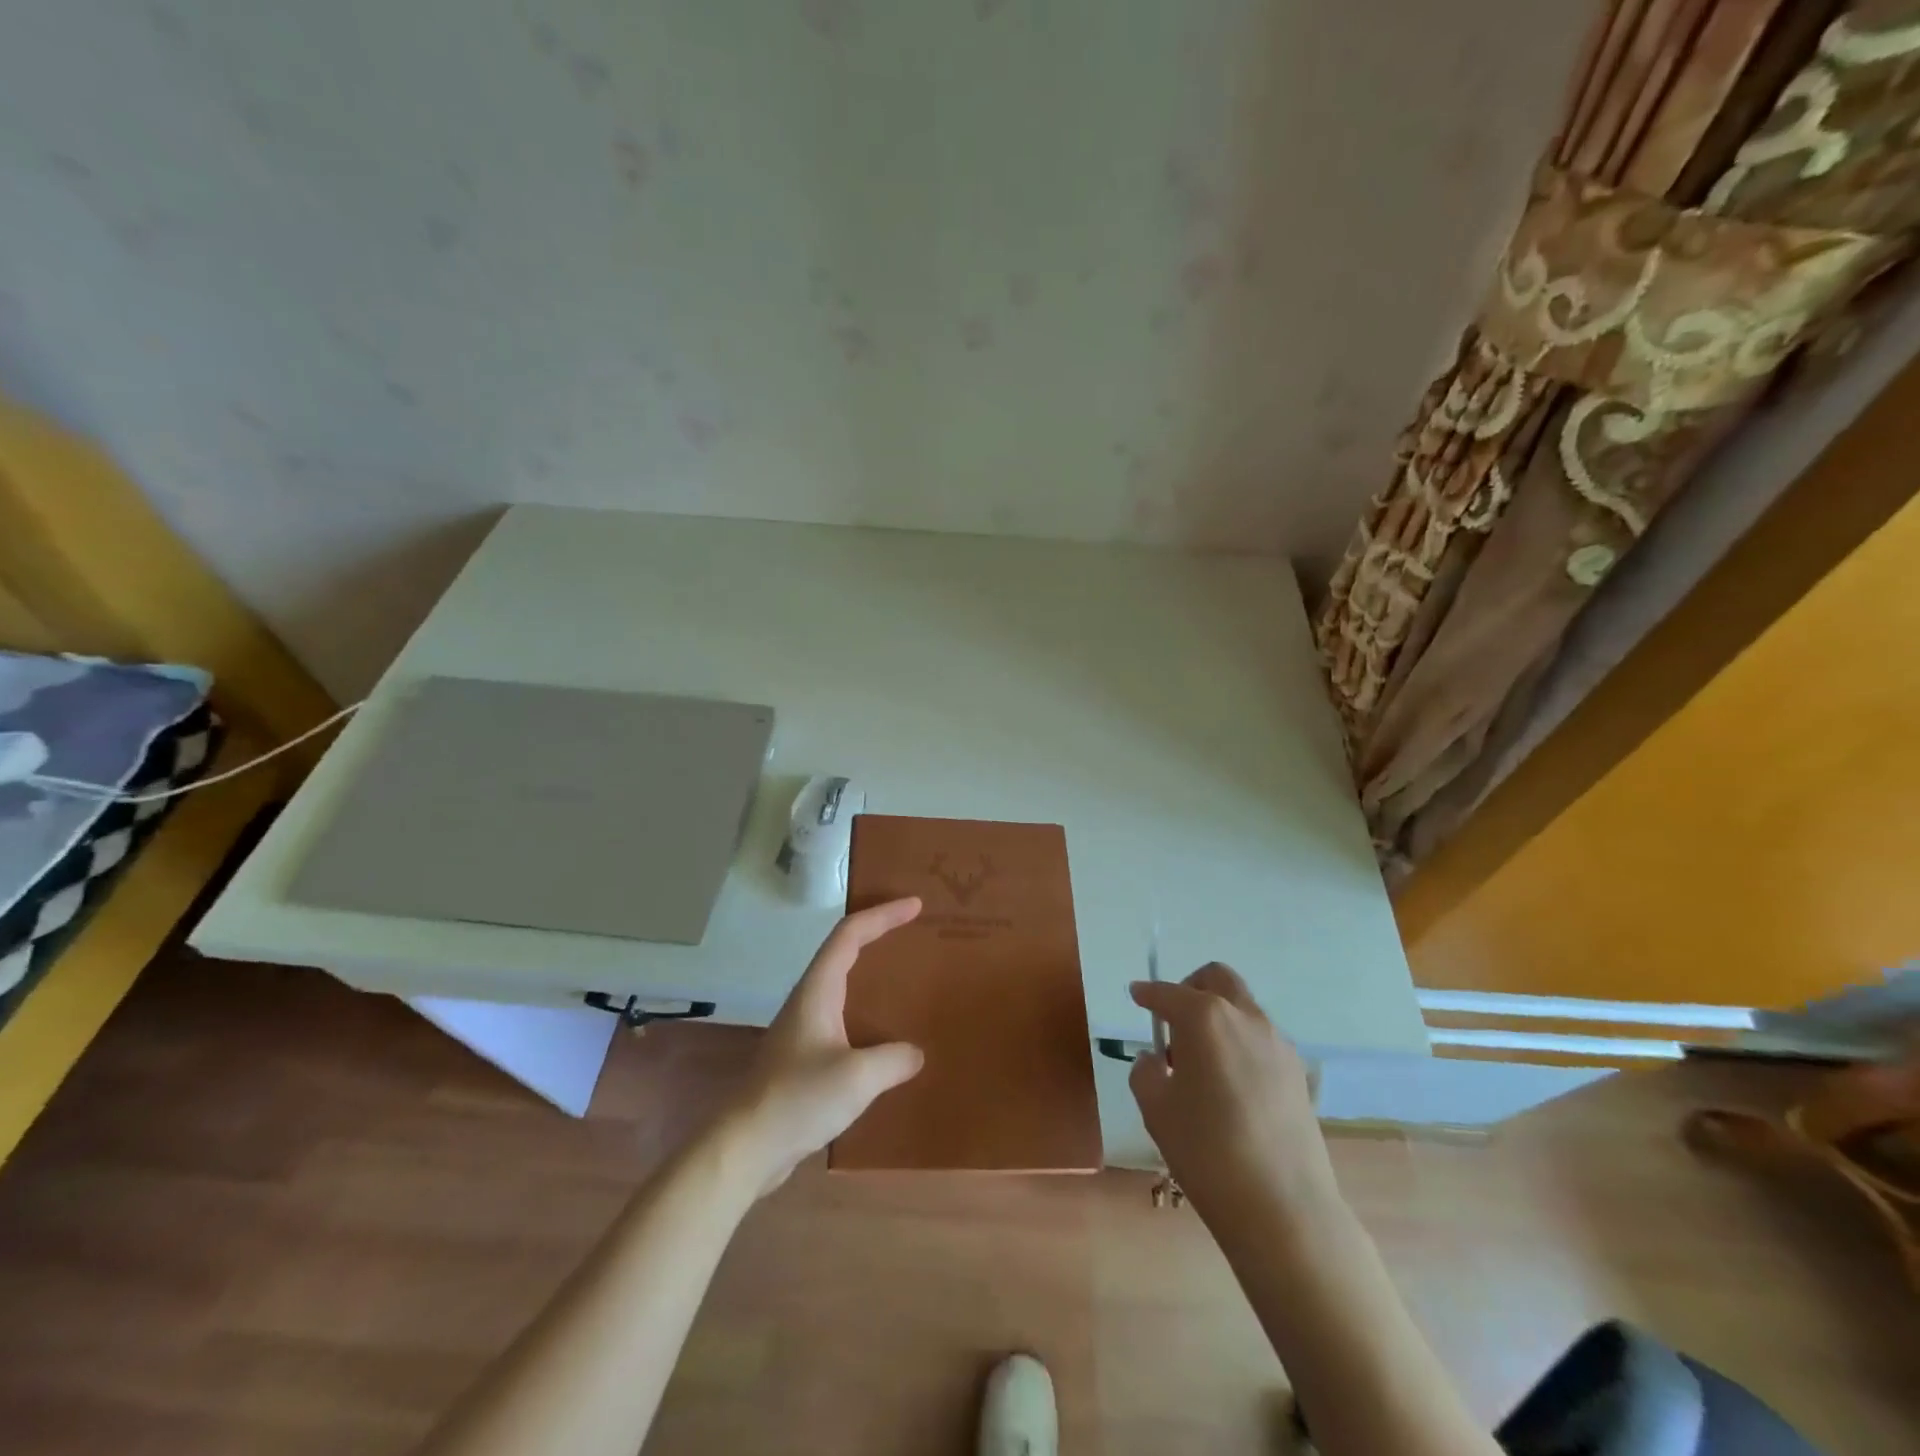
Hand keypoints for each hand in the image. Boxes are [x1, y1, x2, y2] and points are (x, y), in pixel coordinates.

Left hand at [722, 898, 925, 1193]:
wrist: (745, 1147)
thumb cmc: (797, 1099)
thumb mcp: (856, 1077)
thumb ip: (893, 1060)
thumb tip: (915, 1053)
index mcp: (818, 990)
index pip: (851, 934)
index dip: (883, 914)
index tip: (916, 905)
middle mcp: (810, 999)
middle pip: (845, 950)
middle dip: (879, 933)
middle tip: (916, 932)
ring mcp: (805, 1028)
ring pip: (844, 984)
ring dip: (873, 972)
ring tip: (909, 977)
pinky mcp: (805, 1056)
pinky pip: (844, 1017)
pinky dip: (868, 1010)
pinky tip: (887, 1036)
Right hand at [1129, 963, 1337, 1228]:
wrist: (1283, 1208)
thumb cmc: (1206, 1151)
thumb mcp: (1155, 1108)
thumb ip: (1146, 1071)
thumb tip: (1157, 1060)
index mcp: (1205, 1017)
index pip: (1167, 993)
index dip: (1148, 994)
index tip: (1136, 996)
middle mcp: (1245, 1017)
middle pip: (1217, 979)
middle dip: (1191, 988)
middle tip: (1173, 1021)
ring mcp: (1278, 1044)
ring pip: (1242, 1008)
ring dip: (1218, 1018)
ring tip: (1201, 1063)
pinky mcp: (1298, 1073)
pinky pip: (1261, 1040)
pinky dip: (1239, 1044)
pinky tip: (1230, 1086)